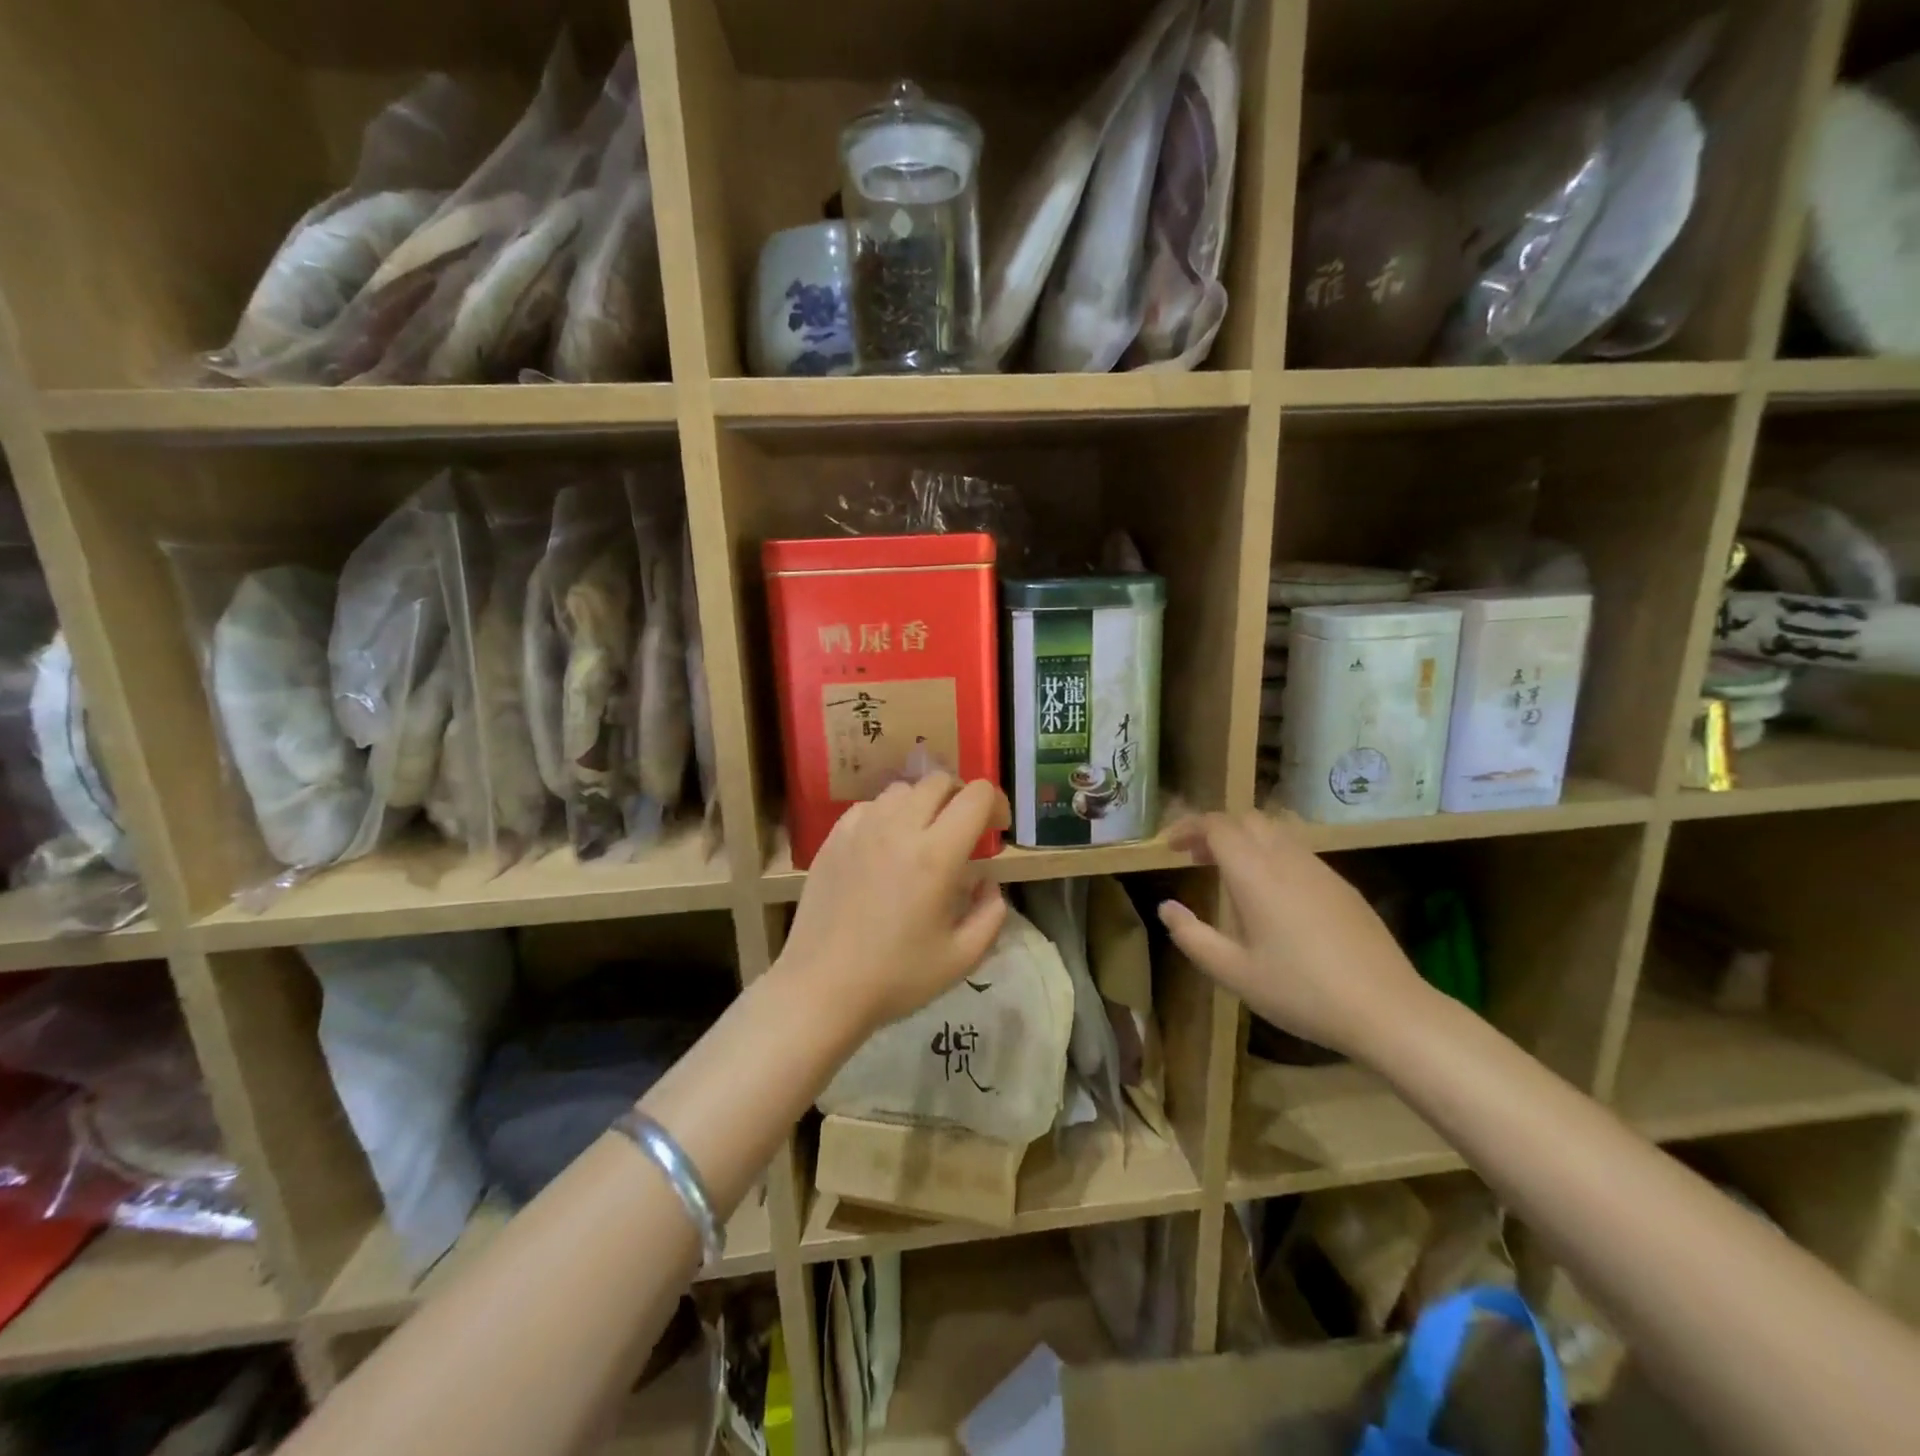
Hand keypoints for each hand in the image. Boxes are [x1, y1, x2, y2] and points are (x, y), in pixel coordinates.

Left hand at [775, 773, 1010, 1042]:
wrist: (821, 988)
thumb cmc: (896, 977)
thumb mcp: (963, 957)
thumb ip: (990, 913)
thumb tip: (988, 881)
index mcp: (937, 855)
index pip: (976, 795)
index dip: (996, 804)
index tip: (996, 832)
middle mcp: (898, 828)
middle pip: (939, 781)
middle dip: (961, 799)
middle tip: (964, 833)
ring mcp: (861, 829)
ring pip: (903, 790)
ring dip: (923, 804)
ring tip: (923, 838)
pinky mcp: (834, 838)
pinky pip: (869, 806)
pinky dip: (887, 815)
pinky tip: (885, 846)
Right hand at [1158, 812, 1431, 1057]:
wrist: (1388, 1009)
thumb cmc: (1301, 991)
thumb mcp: (1234, 973)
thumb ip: (1192, 936)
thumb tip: (1166, 907)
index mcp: (1255, 873)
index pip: (1217, 826)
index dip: (1188, 827)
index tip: (1170, 847)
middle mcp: (1287, 859)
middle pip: (1247, 819)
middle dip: (1215, 829)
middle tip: (1196, 857)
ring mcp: (1320, 870)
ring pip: (1275, 832)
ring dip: (1245, 840)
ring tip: (1229, 874)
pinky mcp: (1343, 886)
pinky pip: (1298, 852)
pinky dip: (1271, 855)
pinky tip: (1272, 896)